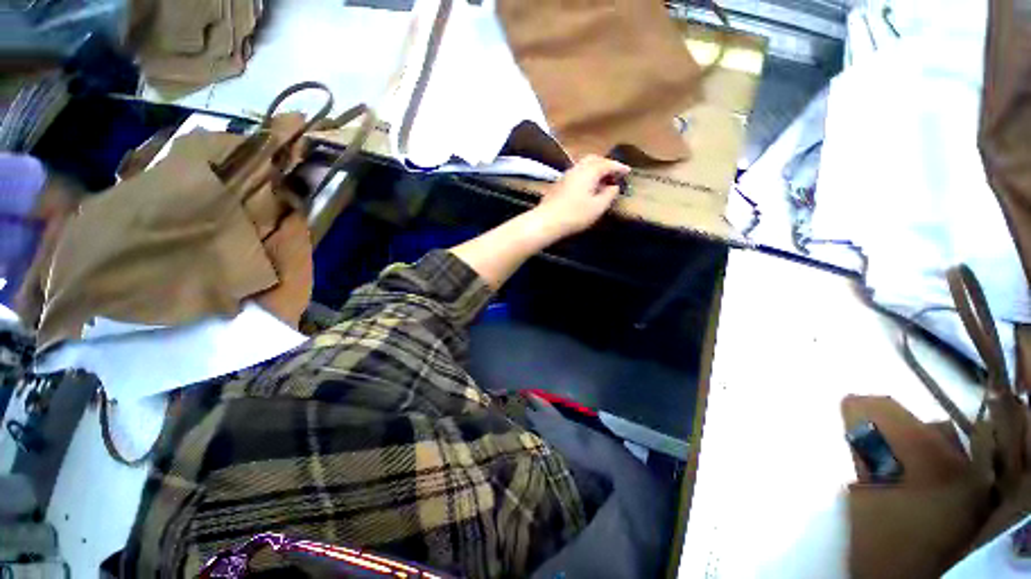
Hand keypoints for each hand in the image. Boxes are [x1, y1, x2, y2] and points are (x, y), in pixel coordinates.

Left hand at [534, 155, 629, 238]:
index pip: (607, 164)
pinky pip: (576, 174)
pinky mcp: (558, 185)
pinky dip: (585, 176)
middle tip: (614, 174)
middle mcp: (576, 168)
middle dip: (605, 164)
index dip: (619, 167)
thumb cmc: (575, 215)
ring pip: (583, 166)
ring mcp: (565, 176)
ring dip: (594, 170)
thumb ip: (609, 195)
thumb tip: (614, 186)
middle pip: (593, 160)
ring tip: (602, 182)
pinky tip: (587, 188)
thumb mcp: (598, 207)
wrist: (546, 221)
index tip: (628, 171)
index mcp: (589, 171)